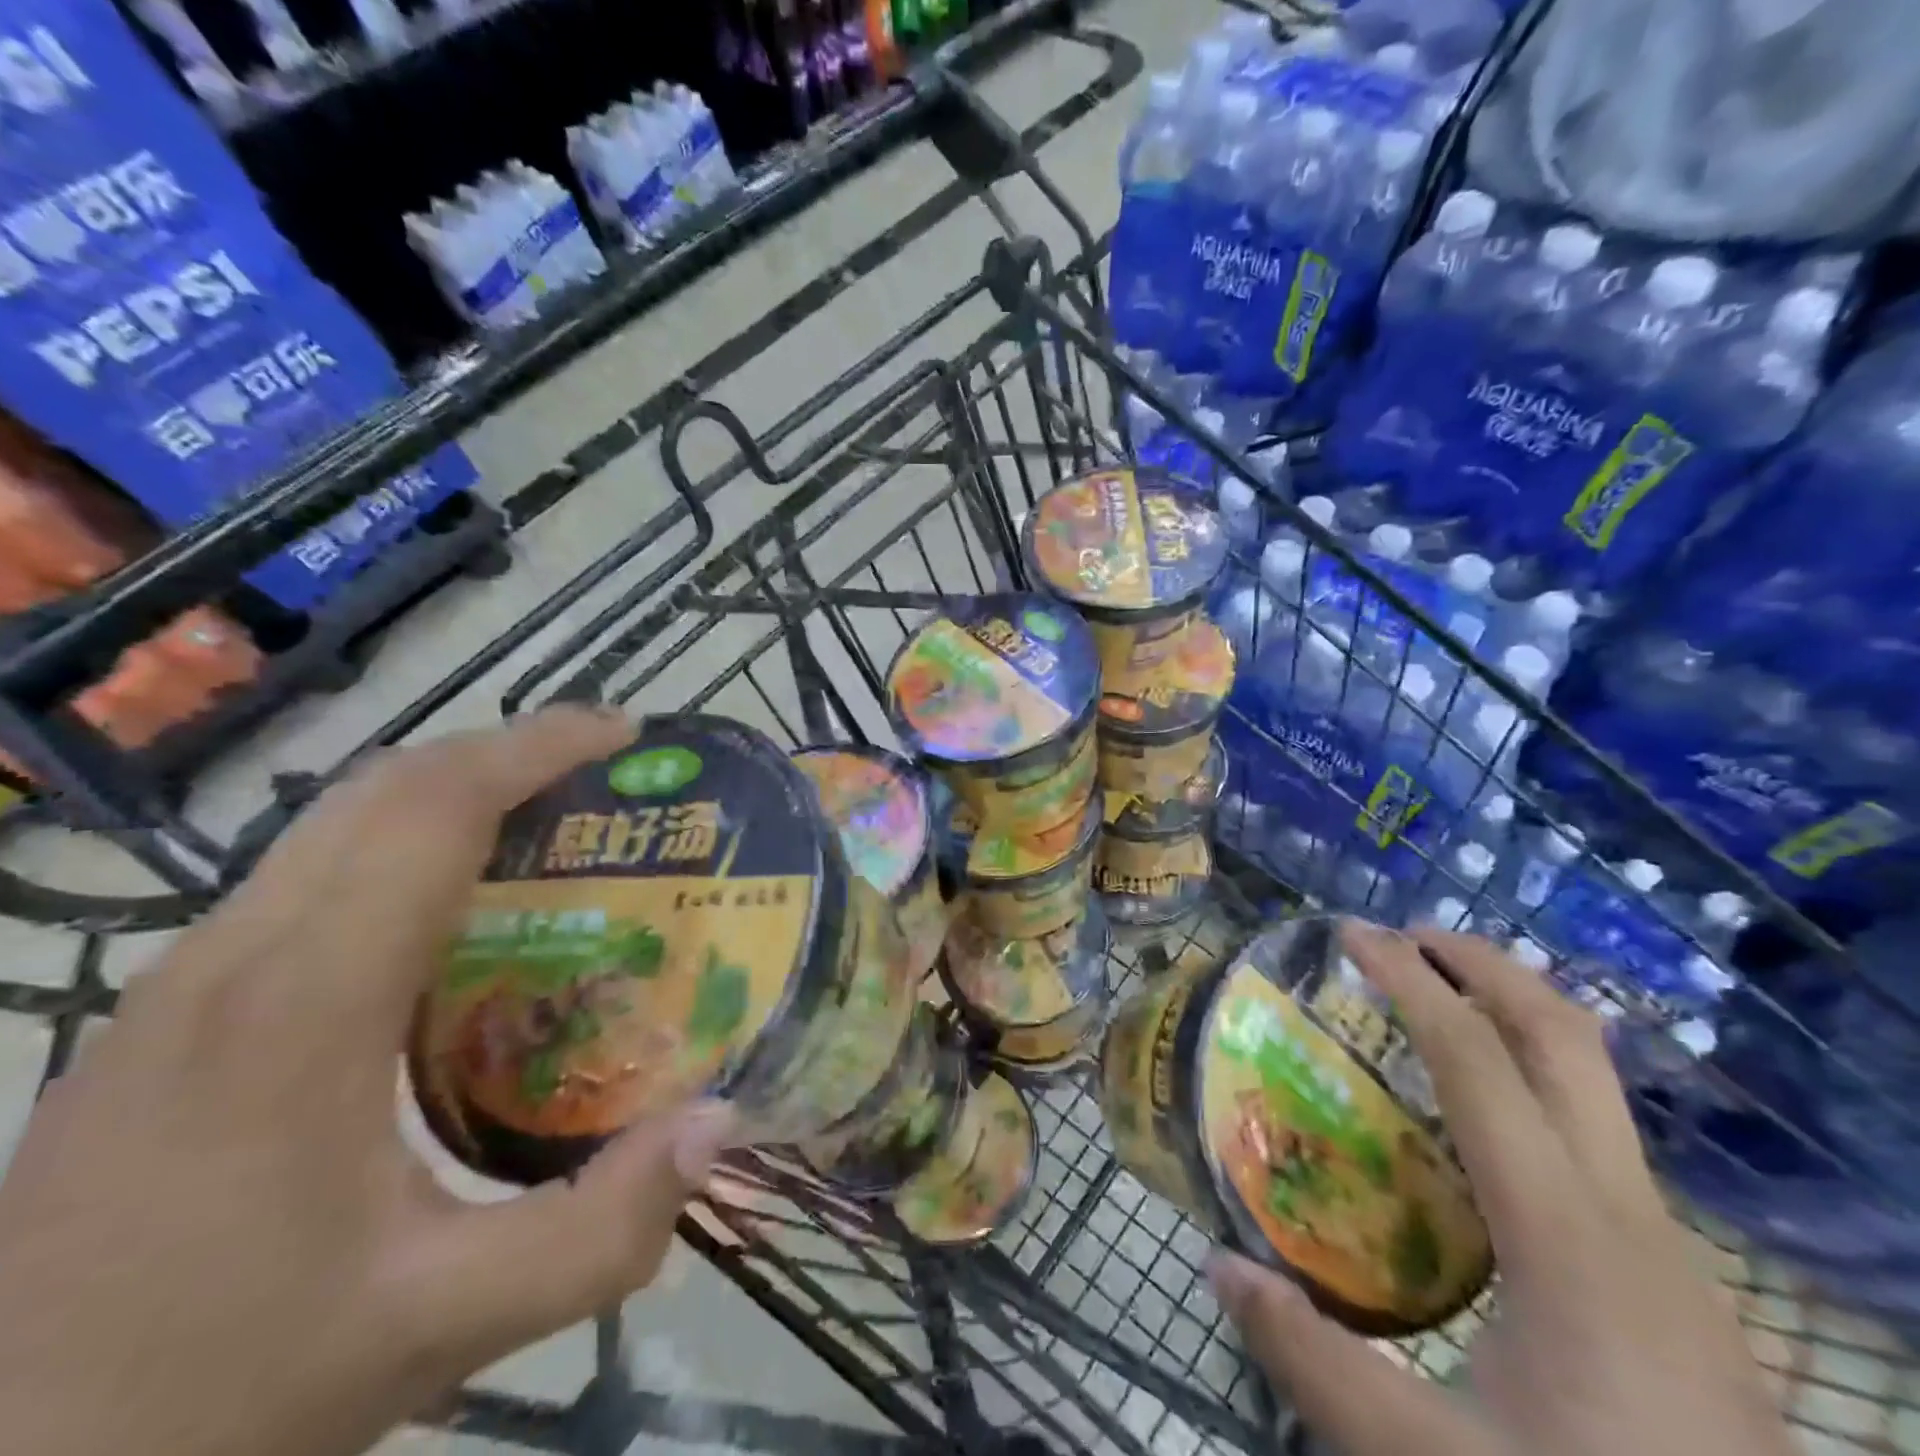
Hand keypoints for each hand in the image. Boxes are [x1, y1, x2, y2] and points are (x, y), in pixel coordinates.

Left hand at [0, 708, 736, 1455]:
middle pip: (383, 789)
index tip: (622, 732)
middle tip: (606, 768)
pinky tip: (460, 904)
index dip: (535, 748)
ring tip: (552, 816)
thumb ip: (600, 1232)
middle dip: (507, 750)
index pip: (431, 810)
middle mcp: (232, 960)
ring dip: (455, 790)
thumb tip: (719, 1121)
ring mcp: (183, 981)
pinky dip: (406, 842)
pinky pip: (311, 873)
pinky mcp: (168, 1011)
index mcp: (301, 1005)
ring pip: (338, 821)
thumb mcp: (439, 1326)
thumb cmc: (207, 1397)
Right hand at [1210, 921, 1794, 1455]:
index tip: (1354, 935)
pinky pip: (1592, 1130)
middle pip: (1567, 1039)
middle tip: (1402, 938)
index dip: (1412, 982)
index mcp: (1568, 1234)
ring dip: (1509, 1014)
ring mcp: (1664, 1242)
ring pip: (1592, 1080)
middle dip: (1484, 965)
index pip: (1479, 1062)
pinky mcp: (1670, 1273)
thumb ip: (1314, 1362)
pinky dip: (1527, 1077)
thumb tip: (1218, 1266)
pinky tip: (1475, 1123)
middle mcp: (1628, 1212)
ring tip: (1429, 1003)